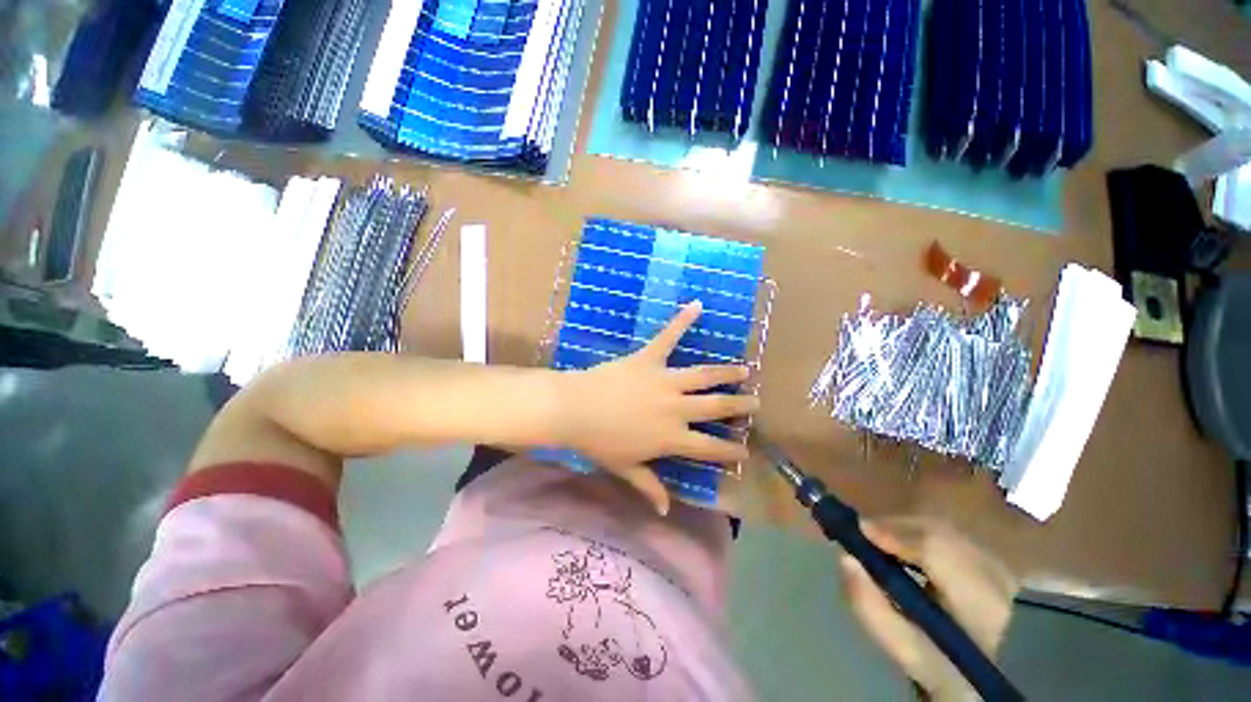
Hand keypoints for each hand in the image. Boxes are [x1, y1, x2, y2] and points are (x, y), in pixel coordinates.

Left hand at [555, 300, 758, 514]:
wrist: (575, 410)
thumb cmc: (599, 442)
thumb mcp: (625, 468)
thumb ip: (649, 487)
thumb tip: (666, 511)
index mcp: (670, 438)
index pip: (709, 448)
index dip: (730, 451)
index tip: (745, 451)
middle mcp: (676, 408)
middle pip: (715, 408)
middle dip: (739, 406)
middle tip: (756, 402)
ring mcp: (664, 380)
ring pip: (704, 376)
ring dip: (726, 373)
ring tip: (744, 369)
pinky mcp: (649, 358)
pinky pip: (668, 336)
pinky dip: (682, 321)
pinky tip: (697, 305)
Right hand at [840, 518, 1017, 700]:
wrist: (981, 678)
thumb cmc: (938, 667)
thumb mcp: (902, 647)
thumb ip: (870, 607)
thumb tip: (846, 559)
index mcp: (980, 605)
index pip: (939, 551)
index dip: (897, 533)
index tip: (860, 530)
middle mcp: (997, 577)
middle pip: (939, 532)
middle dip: (895, 528)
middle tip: (863, 535)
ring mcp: (1000, 566)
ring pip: (943, 529)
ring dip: (906, 530)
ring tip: (881, 542)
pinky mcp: (994, 561)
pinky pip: (949, 535)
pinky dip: (920, 535)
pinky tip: (906, 548)